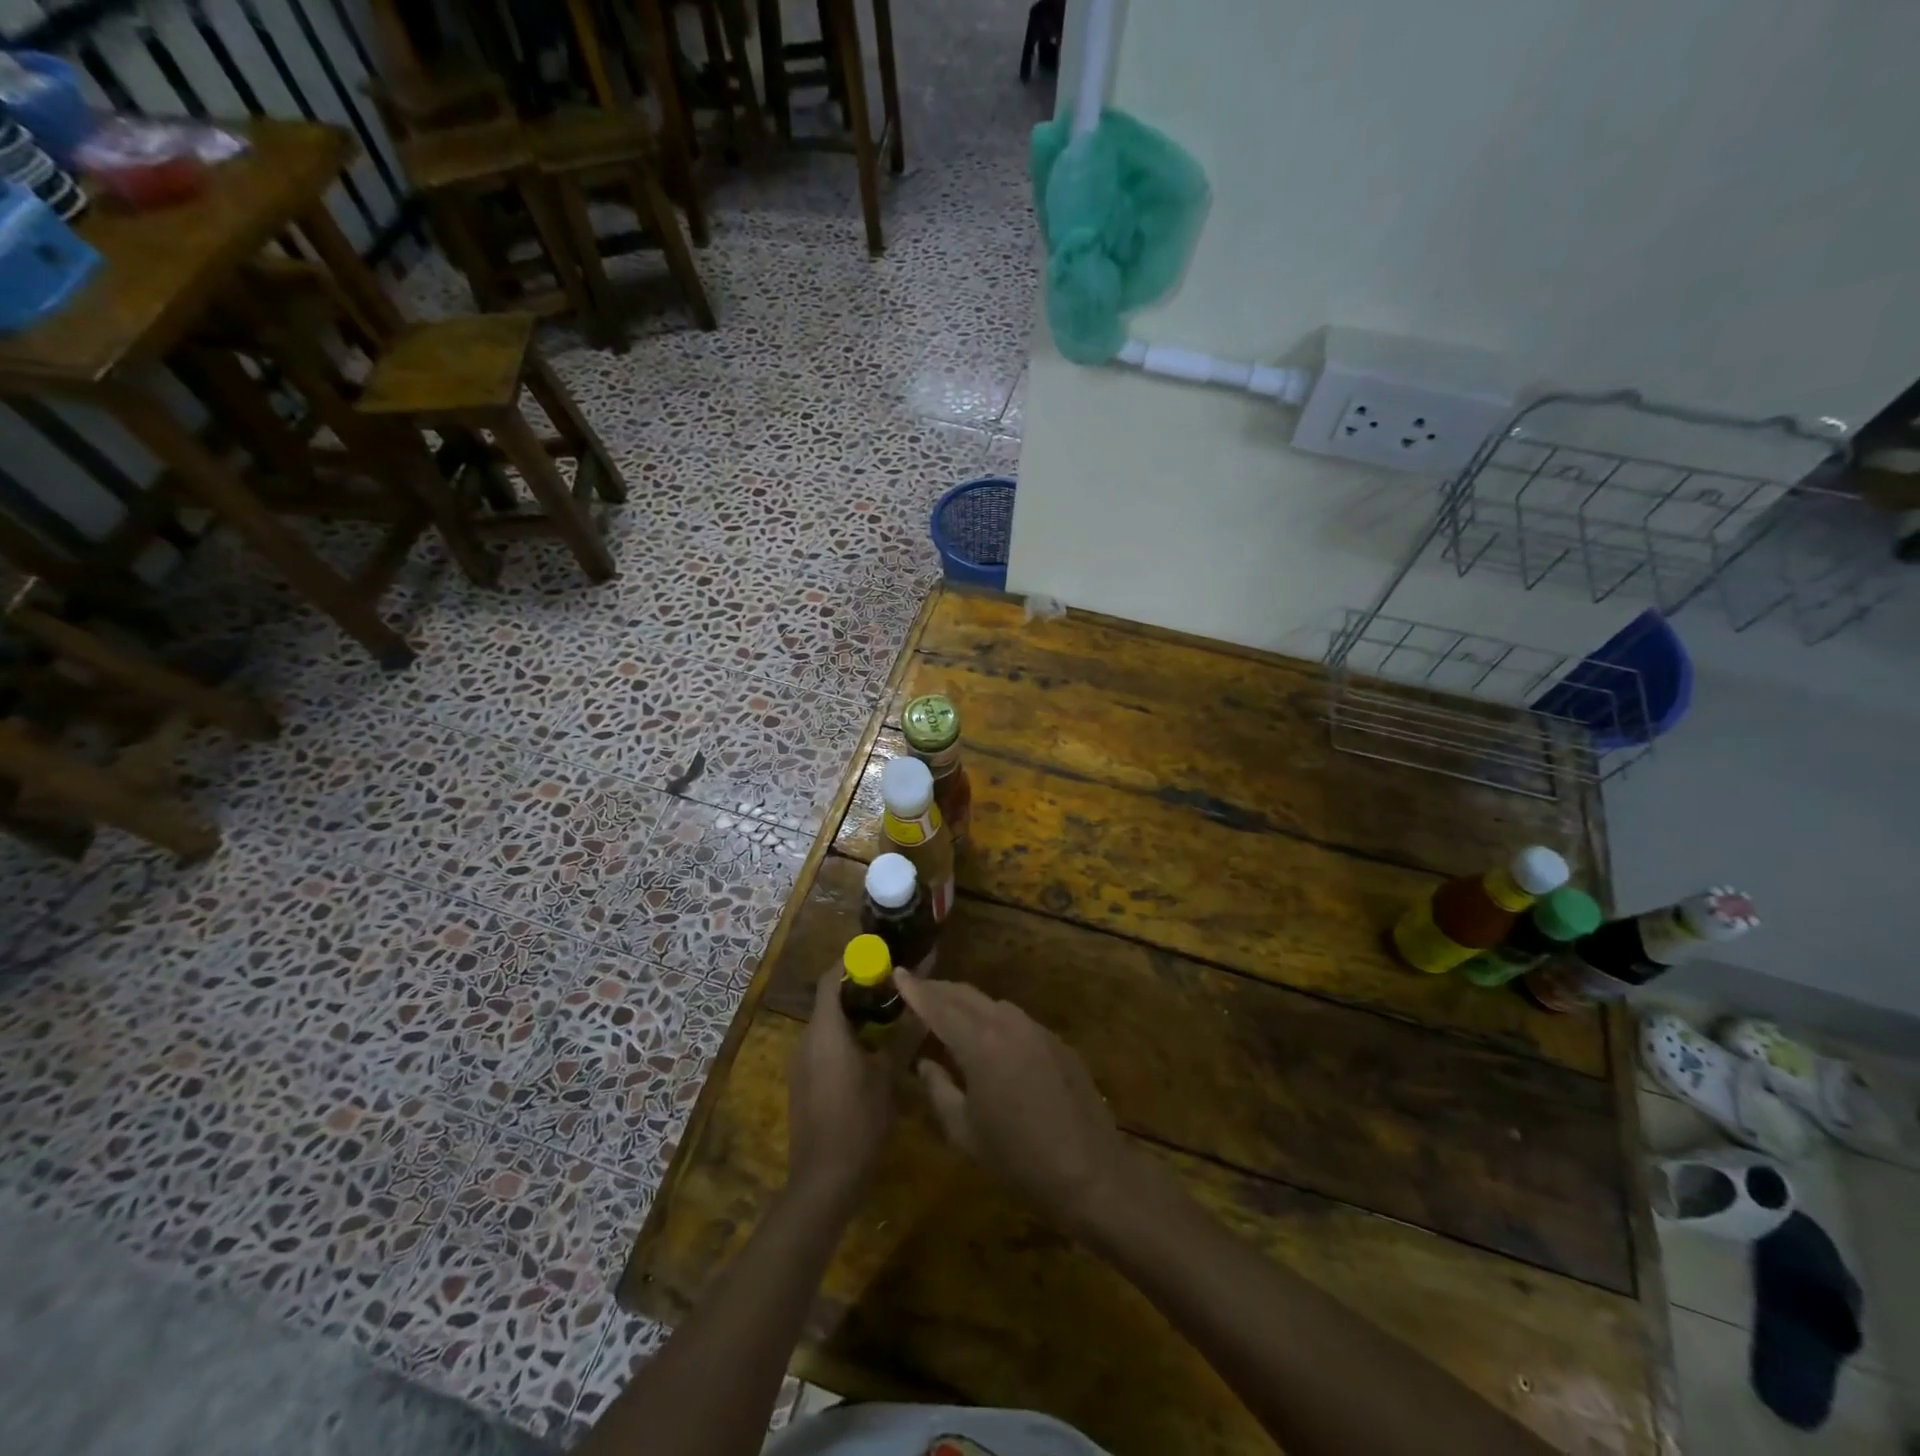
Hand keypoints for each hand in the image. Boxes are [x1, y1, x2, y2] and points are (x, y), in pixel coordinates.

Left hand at [787, 970, 893, 1204]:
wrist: (824, 1180)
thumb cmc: (859, 1121)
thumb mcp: (888, 1076)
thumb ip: (905, 1036)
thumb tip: (925, 1004)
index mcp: (825, 1030)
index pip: (831, 977)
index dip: (852, 961)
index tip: (881, 955)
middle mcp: (806, 1039)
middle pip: (829, 998)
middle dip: (859, 987)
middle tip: (894, 984)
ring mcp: (801, 1062)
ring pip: (826, 1023)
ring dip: (853, 1012)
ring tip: (889, 1012)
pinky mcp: (802, 1081)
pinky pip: (822, 1044)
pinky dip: (845, 1035)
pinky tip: (872, 1048)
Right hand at [895, 970, 1133, 1228]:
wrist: (1090, 1173)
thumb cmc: (1019, 1161)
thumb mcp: (965, 1133)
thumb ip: (939, 1091)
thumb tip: (925, 1063)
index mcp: (980, 1045)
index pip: (939, 1007)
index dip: (916, 990)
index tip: (898, 972)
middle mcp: (1008, 1025)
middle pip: (966, 996)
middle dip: (939, 990)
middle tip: (917, 990)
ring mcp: (1037, 1030)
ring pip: (993, 1004)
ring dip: (967, 1003)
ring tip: (948, 1014)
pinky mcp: (1057, 1042)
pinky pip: (1016, 1020)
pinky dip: (994, 1019)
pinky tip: (989, 1039)